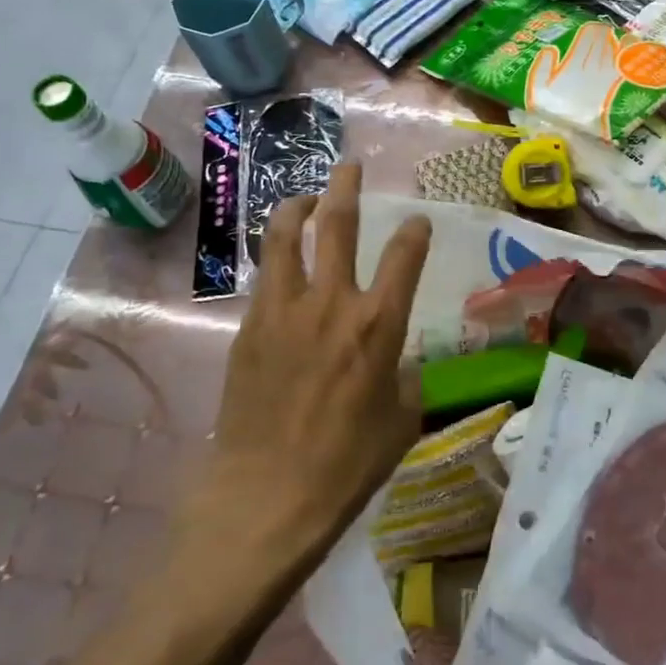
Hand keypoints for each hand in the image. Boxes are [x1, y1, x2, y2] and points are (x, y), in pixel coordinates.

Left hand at [173, 163, 431, 576]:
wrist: (265, 497)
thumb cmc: (346, 465)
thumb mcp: (401, 421)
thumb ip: (404, 378)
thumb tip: (394, 362)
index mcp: (378, 325)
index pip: (404, 255)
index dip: (414, 231)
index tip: (417, 221)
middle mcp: (331, 303)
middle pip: (338, 225)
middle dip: (346, 189)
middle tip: (349, 167)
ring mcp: (283, 311)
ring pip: (286, 238)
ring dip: (298, 208)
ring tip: (304, 197)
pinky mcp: (248, 328)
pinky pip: (265, 278)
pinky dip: (277, 259)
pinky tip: (281, 264)